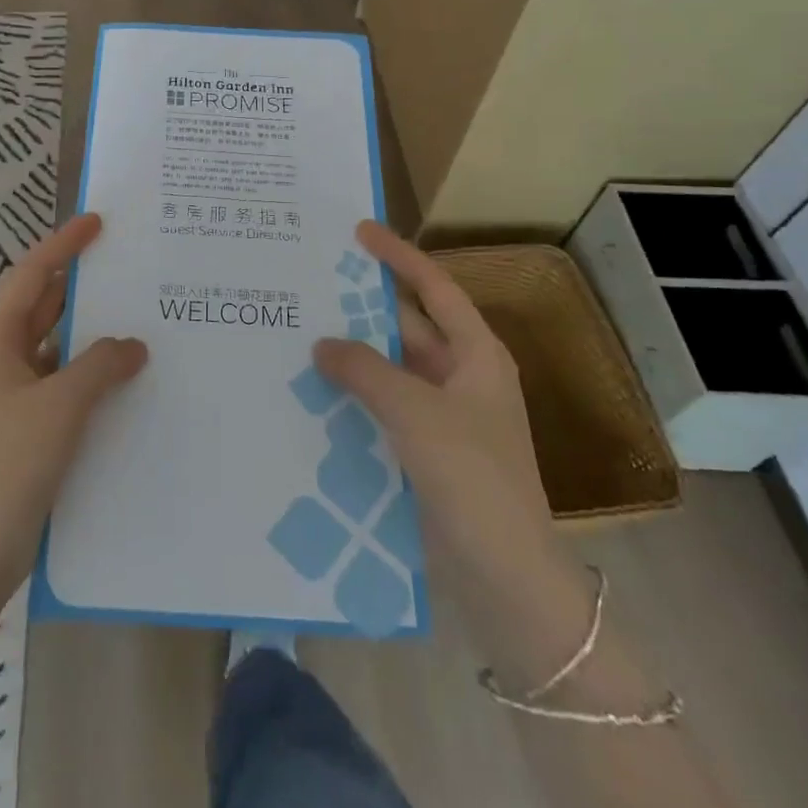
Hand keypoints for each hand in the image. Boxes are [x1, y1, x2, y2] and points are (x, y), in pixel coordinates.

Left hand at [0, 213, 145, 596]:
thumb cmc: (7, 465)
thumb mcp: (59, 406)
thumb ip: (99, 366)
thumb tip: (133, 344)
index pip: (32, 277)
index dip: (63, 245)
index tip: (97, 222)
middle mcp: (3, 362)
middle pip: (45, 308)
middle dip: (82, 286)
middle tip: (130, 270)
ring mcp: (14, 398)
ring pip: (58, 350)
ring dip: (92, 335)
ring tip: (141, 321)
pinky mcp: (28, 431)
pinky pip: (65, 386)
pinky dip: (92, 376)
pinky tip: (127, 383)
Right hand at [314, 221, 553, 587]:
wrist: (507, 577)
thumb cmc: (473, 478)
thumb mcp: (417, 413)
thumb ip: (366, 370)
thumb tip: (321, 343)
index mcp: (476, 355)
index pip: (434, 288)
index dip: (398, 256)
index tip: (359, 230)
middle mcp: (461, 376)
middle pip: (407, 326)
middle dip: (363, 306)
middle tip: (311, 283)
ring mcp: (443, 415)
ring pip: (391, 368)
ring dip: (353, 353)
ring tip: (300, 331)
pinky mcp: (425, 449)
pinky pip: (383, 406)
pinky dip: (354, 394)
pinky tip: (313, 391)